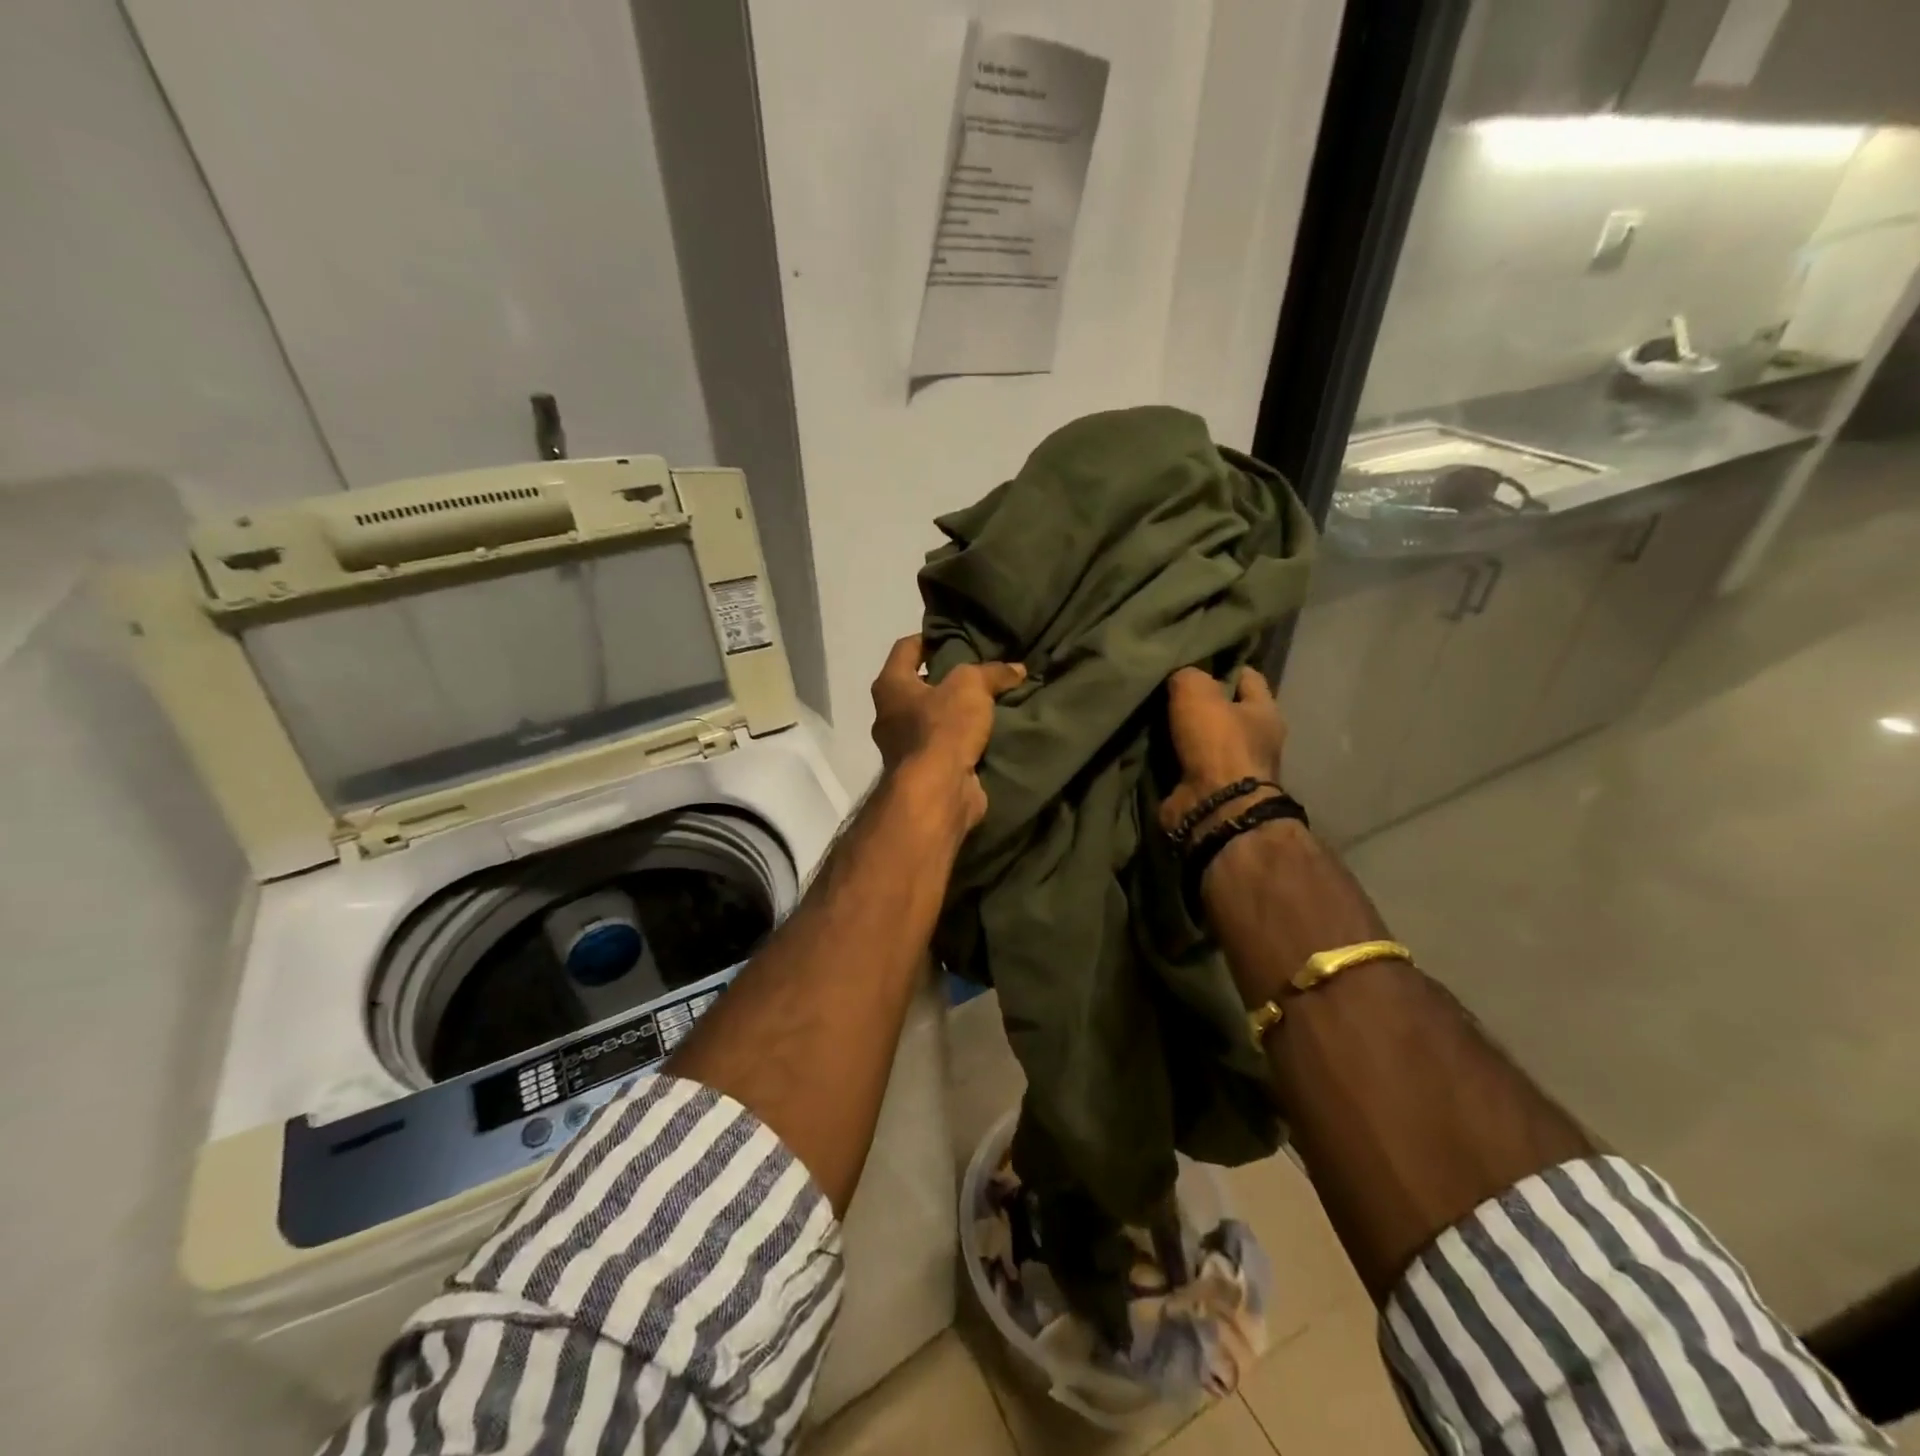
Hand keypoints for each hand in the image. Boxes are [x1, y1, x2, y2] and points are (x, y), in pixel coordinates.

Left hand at [870, 635, 1025, 831]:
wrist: (937, 792)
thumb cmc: (943, 728)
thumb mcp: (972, 686)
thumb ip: (993, 672)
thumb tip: (1016, 669)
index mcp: (890, 686)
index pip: (906, 648)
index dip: (929, 638)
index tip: (955, 636)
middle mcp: (889, 715)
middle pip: (917, 685)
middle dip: (946, 678)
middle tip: (978, 671)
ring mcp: (903, 747)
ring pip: (931, 719)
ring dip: (955, 712)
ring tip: (988, 702)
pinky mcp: (922, 772)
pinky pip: (944, 746)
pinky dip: (961, 740)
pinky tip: (987, 734)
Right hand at [1160, 665, 1286, 835]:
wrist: (1212, 807)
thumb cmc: (1217, 742)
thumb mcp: (1197, 691)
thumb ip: (1187, 675)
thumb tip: (1177, 677)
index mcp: (1264, 712)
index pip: (1247, 676)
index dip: (1222, 665)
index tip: (1193, 658)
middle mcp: (1254, 740)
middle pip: (1222, 710)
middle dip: (1196, 701)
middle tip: (1162, 686)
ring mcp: (1230, 769)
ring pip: (1200, 738)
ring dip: (1178, 731)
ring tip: (1148, 714)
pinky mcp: (1205, 789)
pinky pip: (1182, 763)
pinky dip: (1167, 756)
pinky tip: (1145, 743)